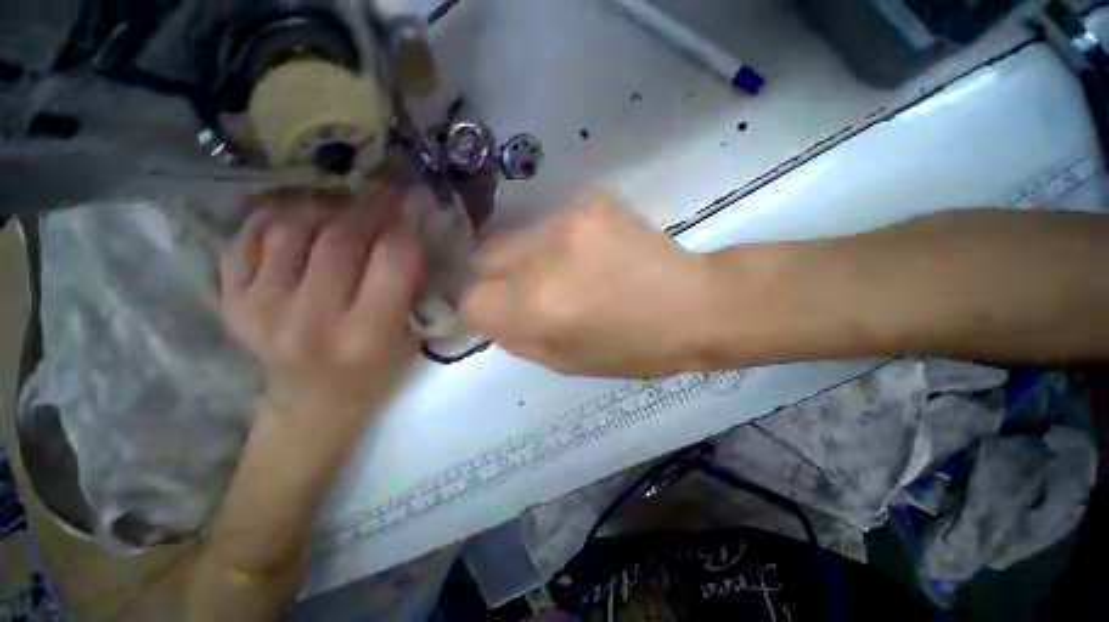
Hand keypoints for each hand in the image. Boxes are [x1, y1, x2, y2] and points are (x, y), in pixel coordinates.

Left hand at [220, 186, 422, 423]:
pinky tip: (302, 216)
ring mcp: (260, 309)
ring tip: (343, 207)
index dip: (406, 223)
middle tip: (384, 192)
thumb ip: (414, 285)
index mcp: (366, 335)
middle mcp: (310, 321)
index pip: (393, 259)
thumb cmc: (376, 372)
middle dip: (369, 207)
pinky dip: (277, 216)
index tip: (415, 201)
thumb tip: (414, 227)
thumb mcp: (413, 336)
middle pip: (341, 238)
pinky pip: (250, 237)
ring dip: (325, 207)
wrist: (312, 403)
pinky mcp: (231, 302)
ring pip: (292, 228)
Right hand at [460, 196, 711, 376]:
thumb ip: (516, 338)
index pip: (470, 298)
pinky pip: (552, 222)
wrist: (694, 305)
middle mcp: (542, 256)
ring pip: (517, 236)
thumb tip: (490, 316)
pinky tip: (591, 253)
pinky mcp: (592, 200)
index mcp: (535, 306)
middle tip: (526, 290)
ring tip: (566, 272)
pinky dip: (558, 241)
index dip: (478, 308)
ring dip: (528, 257)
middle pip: (483, 255)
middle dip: (494, 276)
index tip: (496, 312)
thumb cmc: (633, 348)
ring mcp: (568, 220)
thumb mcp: (565, 362)